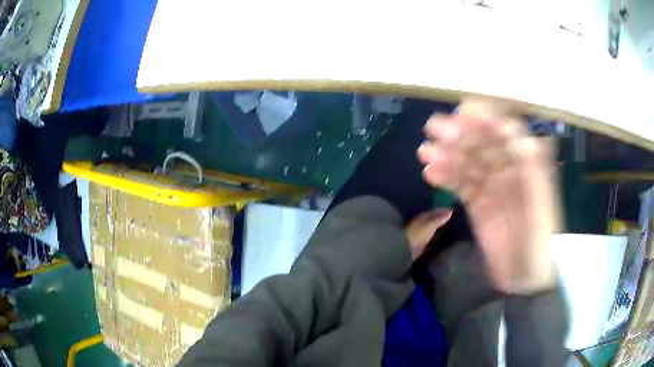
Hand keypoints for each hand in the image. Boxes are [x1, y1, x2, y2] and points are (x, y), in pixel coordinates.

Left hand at [405, 209, 452, 259]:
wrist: (405, 250)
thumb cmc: (417, 235)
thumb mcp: (430, 225)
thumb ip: (439, 219)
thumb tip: (450, 211)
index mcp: (422, 217)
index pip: (435, 211)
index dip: (444, 210)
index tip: (455, 210)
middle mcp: (422, 224)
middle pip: (434, 220)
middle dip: (443, 219)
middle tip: (456, 220)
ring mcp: (421, 234)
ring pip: (433, 229)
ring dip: (441, 229)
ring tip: (453, 229)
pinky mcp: (422, 245)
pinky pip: (432, 240)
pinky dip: (438, 239)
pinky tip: (445, 240)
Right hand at [417, 100, 558, 294]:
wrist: (524, 275)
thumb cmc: (538, 238)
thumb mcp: (540, 201)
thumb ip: (529, 164)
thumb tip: (511, 129)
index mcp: (526, 164)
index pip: (505, 133)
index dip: (486, 121)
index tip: (464, 113)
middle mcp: (508, 169)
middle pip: (483, 145)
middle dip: (460, 135)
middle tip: (433, 128)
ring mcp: (491, 186)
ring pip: (467, 163)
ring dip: (446, 155)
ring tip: (424, 151)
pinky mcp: (477, 203)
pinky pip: (460, 185)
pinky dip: (446, 177)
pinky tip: (430, 172)